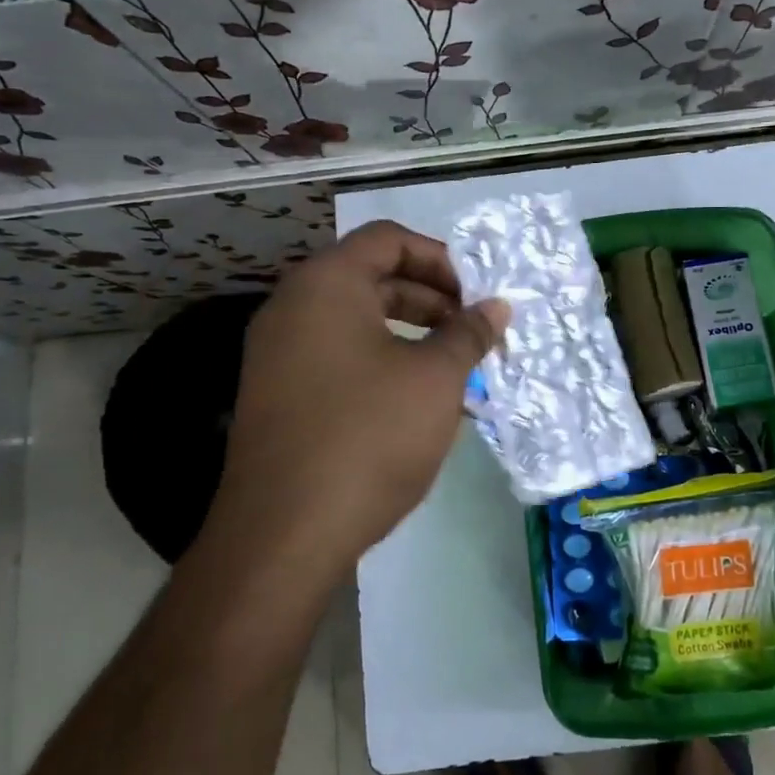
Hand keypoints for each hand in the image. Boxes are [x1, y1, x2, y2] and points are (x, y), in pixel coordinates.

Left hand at [204, 221, 508, 583]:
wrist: (282, 535)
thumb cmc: (368, 435)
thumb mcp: (434, 378)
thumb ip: (468, 333)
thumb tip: (496, 307)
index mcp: (325, 285)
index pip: (388, 239)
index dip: (441, 258)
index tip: (477, 294)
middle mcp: (293, 307)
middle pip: (372, 277)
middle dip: (431, 298)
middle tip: (473, 330)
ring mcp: (278, 354)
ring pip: (357, 321)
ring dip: (411, 333)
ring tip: (456, 366)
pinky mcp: (278, 395)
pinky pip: (338, 357)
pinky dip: (382, 362)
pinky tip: (419, 402)